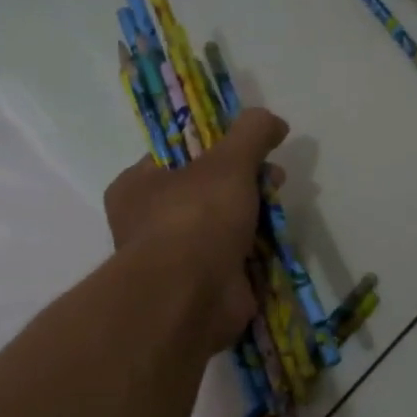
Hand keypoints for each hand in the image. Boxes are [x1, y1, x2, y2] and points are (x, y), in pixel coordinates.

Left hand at [103, 108, 289, 351]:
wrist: (191, 296)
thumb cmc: (195, 217)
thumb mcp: (227, 161)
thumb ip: (251, 134)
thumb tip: (272, 120)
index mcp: (136, 187)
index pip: (177, 157)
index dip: (216, 147)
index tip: (250, 148)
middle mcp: (148, 223)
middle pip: (205, 191)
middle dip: (245, 183)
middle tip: (274, 178)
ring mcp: (176, 259)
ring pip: (222, 227)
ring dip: (254, 217)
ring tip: (280, 209)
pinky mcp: (202, 288)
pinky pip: (233, 261)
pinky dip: (255, 253)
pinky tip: (277, 242)